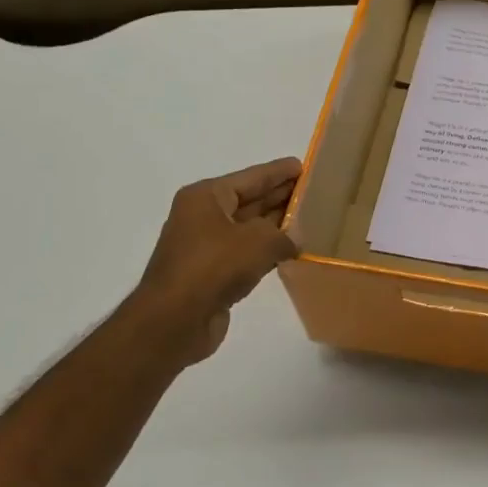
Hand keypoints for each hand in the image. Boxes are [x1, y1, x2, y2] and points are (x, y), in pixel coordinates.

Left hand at [138, 157, 300, 364]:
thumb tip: (296, 240)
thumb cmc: (213, 267)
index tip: (303, 166)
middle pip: (249, 201)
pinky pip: (245, 255)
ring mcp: (205, 246)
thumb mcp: (259, 241)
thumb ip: (285, 235)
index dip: (278, 172)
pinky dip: (266, 253)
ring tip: (309, 221)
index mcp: (206, 197)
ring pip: (248, 229)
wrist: (175, 320)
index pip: (251, 177)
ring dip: (276, 227)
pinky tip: (289, 253)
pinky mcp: (211, 274)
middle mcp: (203, 216)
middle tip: (312, 192)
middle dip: (279, 197)